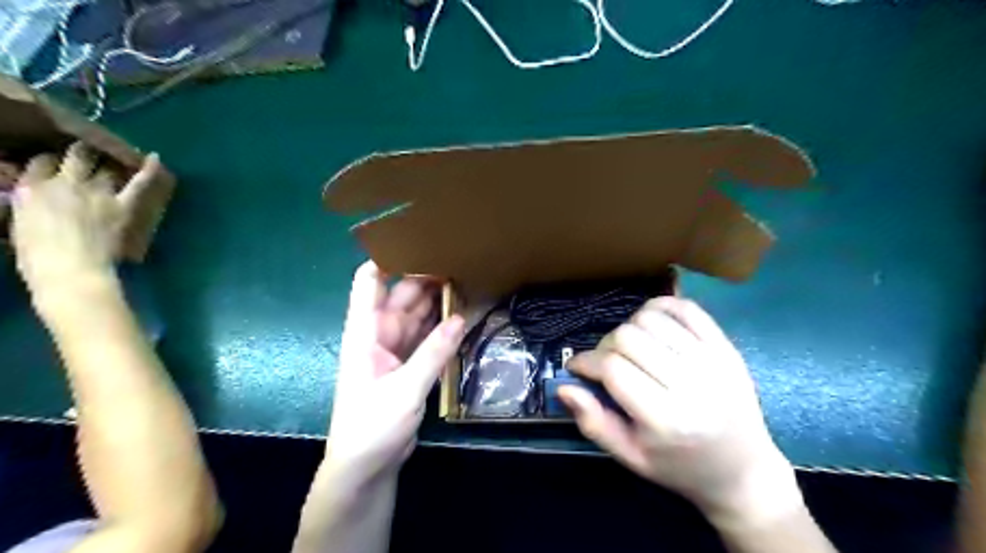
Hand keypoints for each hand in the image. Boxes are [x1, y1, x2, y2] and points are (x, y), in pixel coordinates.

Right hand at [8, 140, 159, 299]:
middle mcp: (64, 184)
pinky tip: (155, 158)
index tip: (57, 164)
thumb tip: (36, 199)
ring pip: (107, 170)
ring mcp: (97, 193)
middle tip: (88, 152)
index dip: (51, 161)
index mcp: (30, 189)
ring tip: (115, 160)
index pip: (40, 162)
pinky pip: (139, 183)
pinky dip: (149, 170)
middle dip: (83, 153)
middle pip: (76, 158)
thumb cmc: (38, 257)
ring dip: (111, 167)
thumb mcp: (20, 224)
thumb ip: (30, 205)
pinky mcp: (123, 206)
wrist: (70, 269)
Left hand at [323, 261, 463, 482]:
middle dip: (426, 277)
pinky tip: (461, 314)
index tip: (418, 240)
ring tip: (466, 280)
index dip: (388, 258)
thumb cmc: (372, 426)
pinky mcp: (408, 364)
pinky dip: (441, 326)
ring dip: (437, 301)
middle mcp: (379, 333)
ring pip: (417, 315)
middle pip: (402, 295)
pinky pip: (426, 337)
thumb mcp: (405, 390)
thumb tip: (460, 318)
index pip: (369, 282)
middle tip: (459, 258)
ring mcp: (395, 349)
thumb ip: (433, 353)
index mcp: (365, 331)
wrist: (366, 466)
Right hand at [563, 297, 799, 527]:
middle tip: (605, 362)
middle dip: (605, 346)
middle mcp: (691, 385)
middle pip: (628, 337)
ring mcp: (713, 361)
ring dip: (629, 327)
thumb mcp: (630, 457)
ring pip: (652, 318)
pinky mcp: (727, 347)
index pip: (613, 369)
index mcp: (666, 420)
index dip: (586, 362)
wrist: (743, 471)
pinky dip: (660, 307)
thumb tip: (564, 386)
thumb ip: (593, 422)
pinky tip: (651, 324)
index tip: (577, 368)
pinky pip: (685, 309)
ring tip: (629, 348)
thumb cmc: (679, 467)